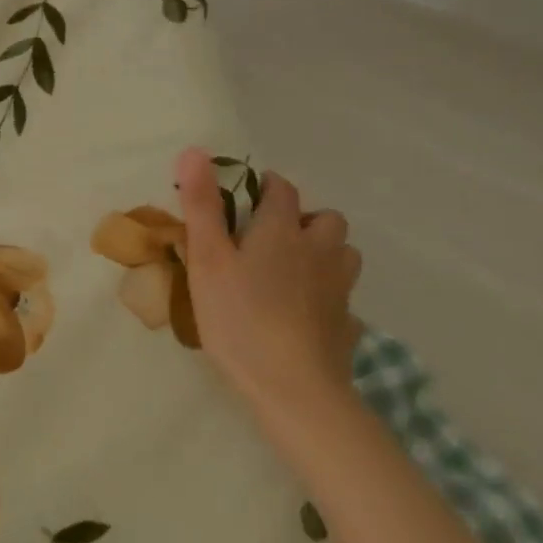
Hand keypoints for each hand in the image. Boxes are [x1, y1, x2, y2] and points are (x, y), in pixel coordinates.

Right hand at [173, 146, 363, 433]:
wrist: (294, 391)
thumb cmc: (241, 318)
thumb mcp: (207, 259)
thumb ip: (202, 205)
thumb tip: (194, 151)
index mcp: (282, 231)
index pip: (282, 190)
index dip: (265, 186)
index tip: (245, 197)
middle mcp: (319, 252)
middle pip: (327, 219)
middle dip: (304, 219)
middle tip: (271, 238)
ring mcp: (339, 291)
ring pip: (343, 255)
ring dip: (324, 253)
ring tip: (293, 271)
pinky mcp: (348, 326)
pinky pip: (344, 299)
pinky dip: (329, 297)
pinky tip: (308, 316)